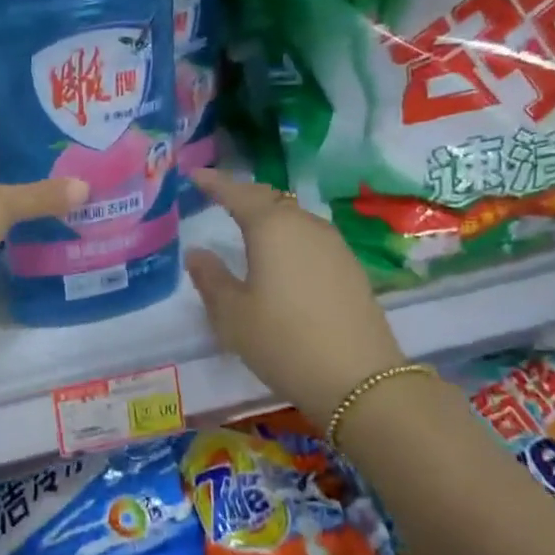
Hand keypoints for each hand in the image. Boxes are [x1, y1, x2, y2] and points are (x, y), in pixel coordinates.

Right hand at [185, 169, 405, 424]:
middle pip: (269, 199)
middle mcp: (305, 224)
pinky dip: (288, 236)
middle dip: (242, 195)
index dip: (214, 182)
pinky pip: (310, 237)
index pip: (237, 193)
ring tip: (247, 225)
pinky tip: (281, 255)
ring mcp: (333, 244)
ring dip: (268, 215)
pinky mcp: (350, 267)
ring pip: (293, 217)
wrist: (360, 380)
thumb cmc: (283, 341)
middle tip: (218, 197)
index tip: (194, 174)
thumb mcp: (232, 315)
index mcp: (271, 227)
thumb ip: (210, 278)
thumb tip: (196, 252)